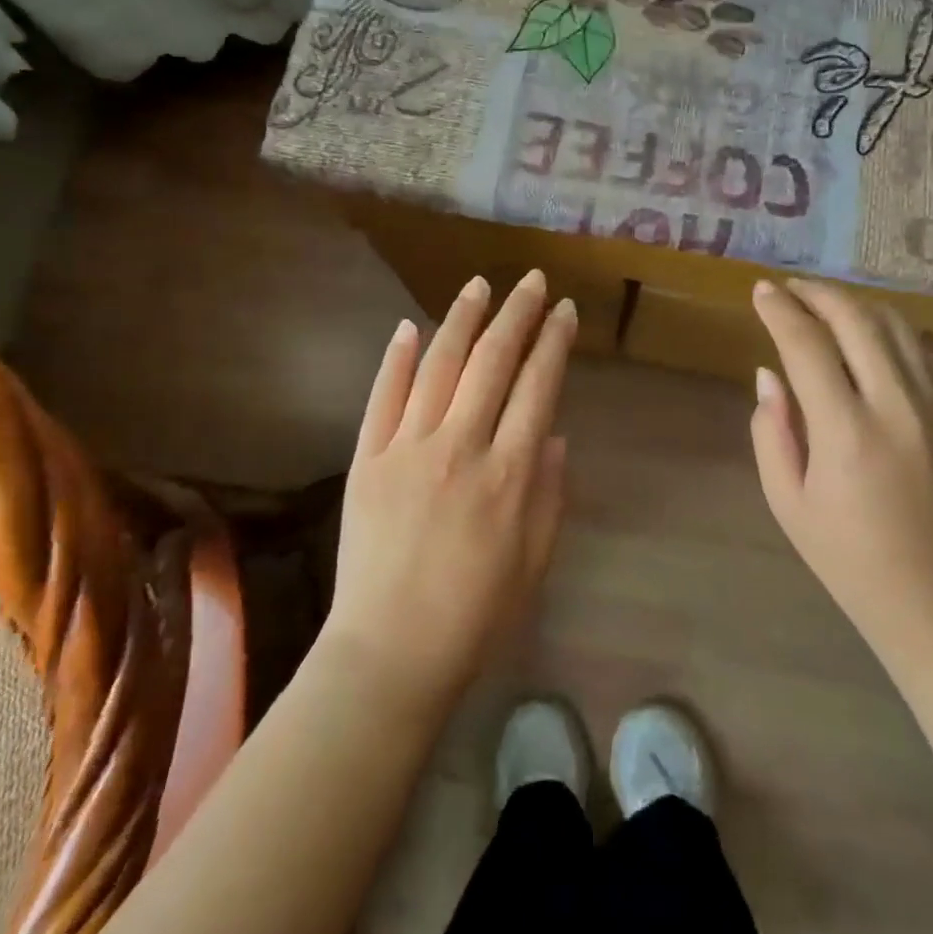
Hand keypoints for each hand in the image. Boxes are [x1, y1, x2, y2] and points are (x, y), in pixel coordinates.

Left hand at [322, 270, 575, 705]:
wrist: (391, 652)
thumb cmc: (476, 614)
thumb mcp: (535, 560)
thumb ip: (550, 492)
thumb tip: (553, 433)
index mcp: (510, 473)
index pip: (538, 386)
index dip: (554, 343)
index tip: (565, 311)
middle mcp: (462, 446)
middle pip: (494, 362)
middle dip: (517, 314)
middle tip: (532, 281)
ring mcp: (408, 448)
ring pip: (439, 366)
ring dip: (462, 319)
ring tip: (479, 284)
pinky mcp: (367, 459)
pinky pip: (383, 397)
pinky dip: (397, 359)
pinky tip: (410, 328)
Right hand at [750, 279, 932, 673]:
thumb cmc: (846, 556)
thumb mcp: (786, 501)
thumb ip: (770, 430)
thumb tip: (768, 374)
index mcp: (846, 431)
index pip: (806, 345)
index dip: (780, 310)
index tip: (760, 290)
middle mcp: (897, 406)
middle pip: (856, 320)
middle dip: (818, 293)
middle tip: (789, 287)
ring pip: (896, 326)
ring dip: (854, 304)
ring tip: (823, 303)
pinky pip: (922, 350)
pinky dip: (888, 329)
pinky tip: (867, 334)